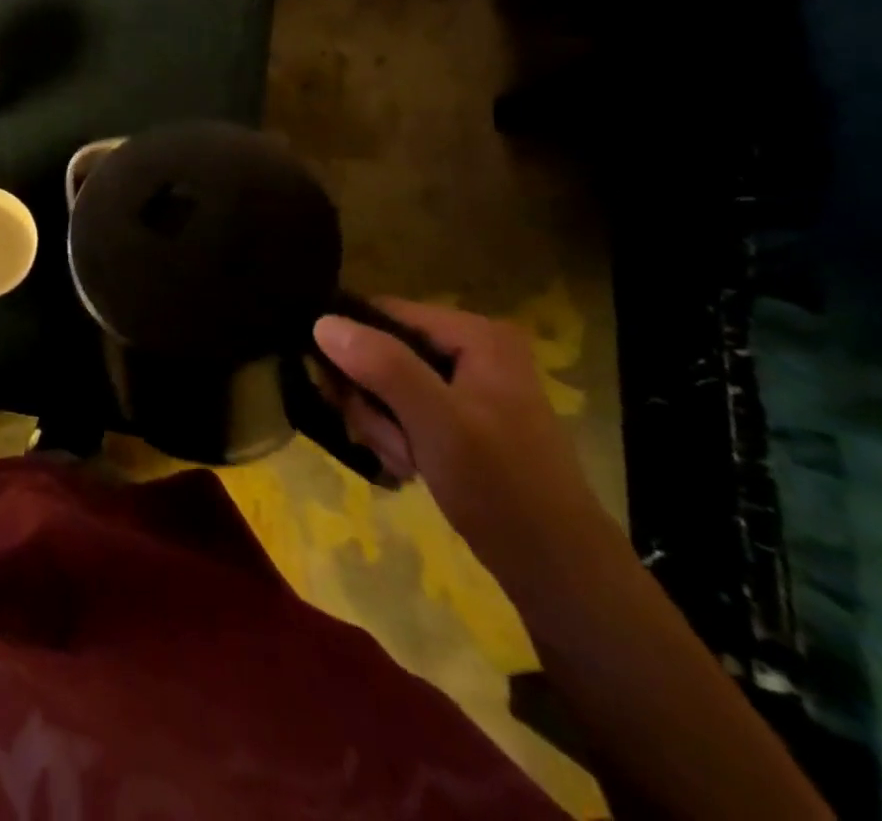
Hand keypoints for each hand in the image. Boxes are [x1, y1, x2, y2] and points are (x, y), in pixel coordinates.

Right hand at [313, 300, 618, 591]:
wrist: (559, 570)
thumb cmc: (501, 487)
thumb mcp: (437, 422)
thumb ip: (382, 366)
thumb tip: (322, 322)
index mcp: (476, 335)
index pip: (383, 312)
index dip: (351, 344)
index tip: (337, 391)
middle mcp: (471, 348)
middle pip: (381, 348)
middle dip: (369, 396)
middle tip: (383, 438)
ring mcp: (466, 383)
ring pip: (385, 382)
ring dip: (379, 423)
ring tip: (402, 459)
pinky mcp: (461, 416)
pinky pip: (402, 407)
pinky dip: (395, 435)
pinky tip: (408, 464)